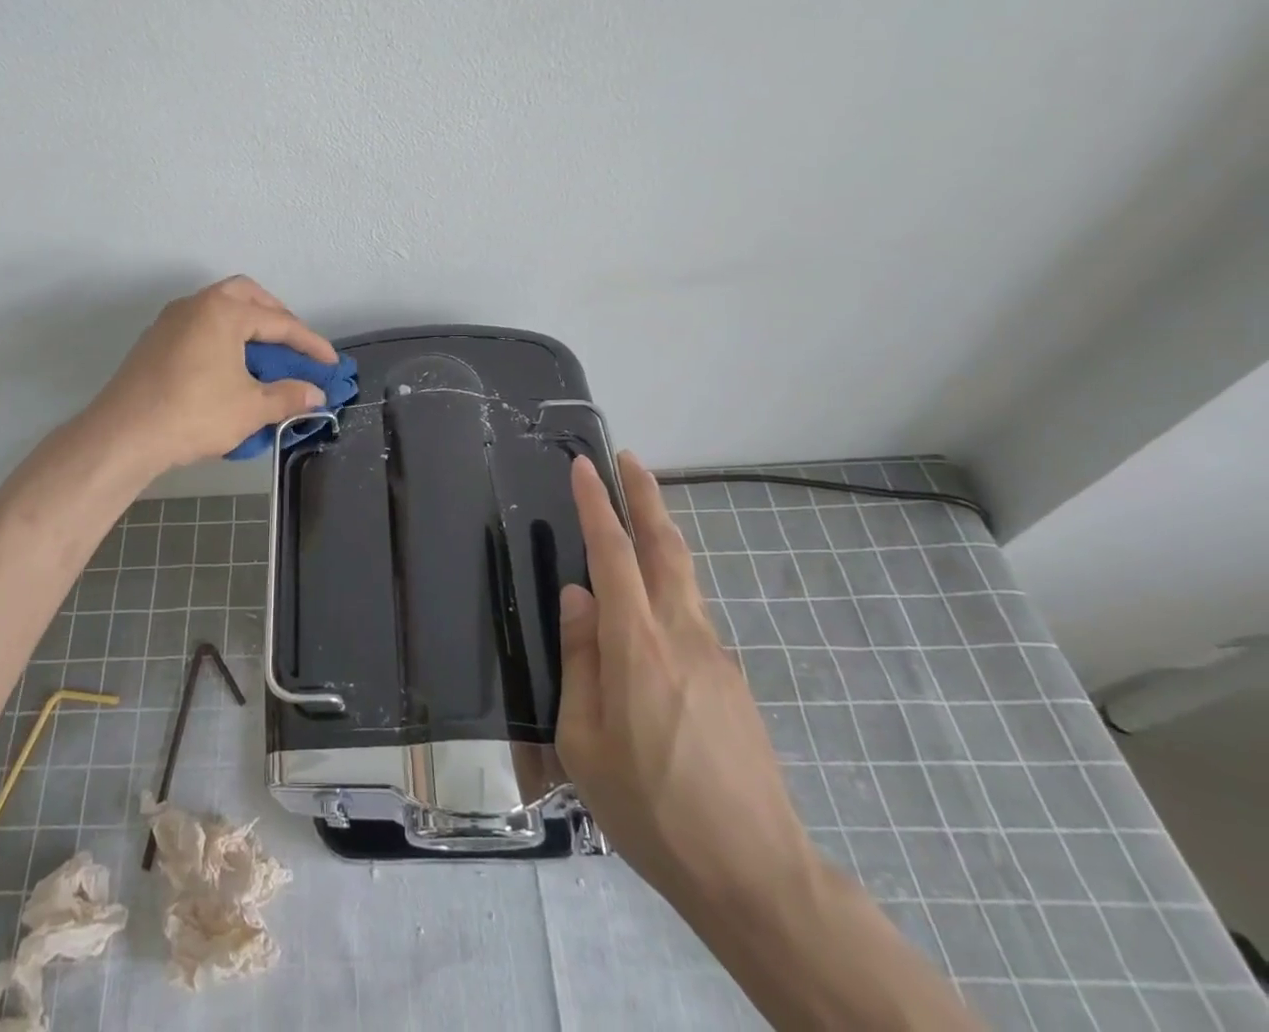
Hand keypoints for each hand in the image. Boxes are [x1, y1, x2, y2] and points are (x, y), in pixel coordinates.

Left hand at [89, 276, 337, 472]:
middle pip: (246, 295)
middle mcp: (196, 304)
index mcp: (223, 311)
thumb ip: (288, 396)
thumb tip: (316, 395)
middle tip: (293, 343)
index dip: (310, 343)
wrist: (123, 435)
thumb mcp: (250, 408)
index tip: (330, 363)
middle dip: (276, 316)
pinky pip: (199, 325)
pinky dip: (222, 336)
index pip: (279, 322)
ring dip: (246, 323)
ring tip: (265, 353)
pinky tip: (228, 365)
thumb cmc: (193, 414)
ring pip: (218, 307)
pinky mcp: (154, 341)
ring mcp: (170, 320)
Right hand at [556, 451, 816, 916]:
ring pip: (684, 578)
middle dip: (646, 497)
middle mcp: (682, 635)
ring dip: (660, 536)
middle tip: (629, 460)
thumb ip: (580, 661)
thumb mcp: (584, 742)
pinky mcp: (732, 682)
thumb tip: (577, 597)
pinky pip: (692, 616)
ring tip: (636, 519)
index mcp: (638, 645)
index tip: (585, 466)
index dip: (597, 505)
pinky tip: (650, 616)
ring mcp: (716, 657)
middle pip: (665, 547)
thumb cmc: (651, 808)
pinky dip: (668, 587)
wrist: (756, 874)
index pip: (613, 554)